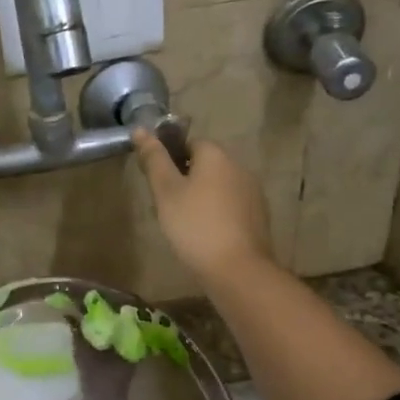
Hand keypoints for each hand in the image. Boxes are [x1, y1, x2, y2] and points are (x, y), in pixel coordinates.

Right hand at [132, 130, 274, 284]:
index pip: (190, 142)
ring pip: (219, 186)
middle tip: (166, 205)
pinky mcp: (259, 217)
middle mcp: (239, 167)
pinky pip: (231, 206)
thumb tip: (140, 129)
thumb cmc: (195, 226)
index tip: (158, 181)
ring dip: (202, 197)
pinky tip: (205, 235)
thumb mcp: (166, 191)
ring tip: (183, 223)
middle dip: (186, 179)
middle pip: (206, 164)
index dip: (171, 157)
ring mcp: (253, 193)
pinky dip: (217, 214)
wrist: (237, 269)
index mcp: (216, 155)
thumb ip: (154, 159)